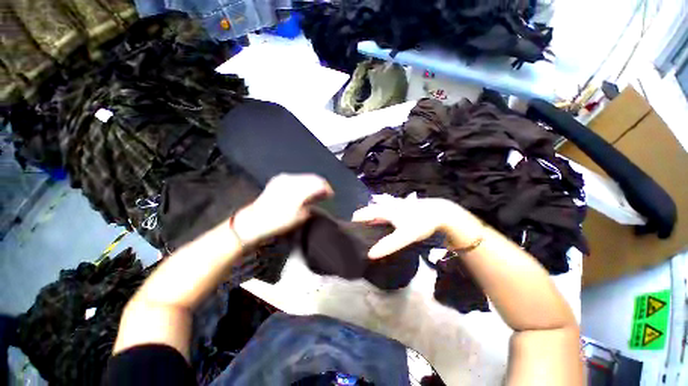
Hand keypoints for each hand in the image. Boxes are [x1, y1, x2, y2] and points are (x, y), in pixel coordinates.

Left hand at [233, 174, 332, 245]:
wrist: (254, 222)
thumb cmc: (278, 221)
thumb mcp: (301, 215)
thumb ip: (313, 201)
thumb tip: (321, 194)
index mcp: (298, 187)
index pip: (319, 182)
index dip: (327, 188)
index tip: (331, 195)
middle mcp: (291, 179)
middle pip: (313, 177)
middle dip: (321, 185)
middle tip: (325, 195)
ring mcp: (283, 179)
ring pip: (305, 177)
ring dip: (312, 184)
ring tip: (316, 194)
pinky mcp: (277, 181)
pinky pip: (296, 179)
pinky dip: (303, 184)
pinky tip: (304, 191)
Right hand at [352, 197, 477, 258]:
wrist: (439, 213)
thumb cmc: (420, 222)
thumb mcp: (405, 235)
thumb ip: (388, 245)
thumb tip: (369, 254)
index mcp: (383, 210)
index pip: (363, 213)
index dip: (354, 220)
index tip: (347, 230)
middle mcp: (386, 207)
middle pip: (368, 212)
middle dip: (361, 221)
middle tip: (356, 234)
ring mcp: (392, 207)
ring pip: (376, 214)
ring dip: (370, 221)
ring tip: (365, 233)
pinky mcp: (399, 210)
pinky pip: (384, 215)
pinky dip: (379, 221)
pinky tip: (381, 229)